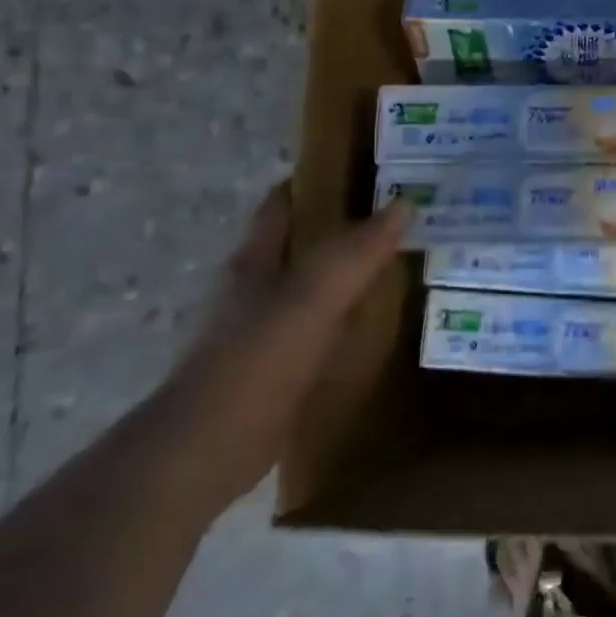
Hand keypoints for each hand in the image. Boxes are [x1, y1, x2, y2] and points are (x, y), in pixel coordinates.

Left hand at [163, 183, 408, 500]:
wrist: (209, 447)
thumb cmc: (257, 358)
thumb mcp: (314, 295)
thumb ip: (359, 251)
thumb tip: (406, 203)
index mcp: (257, 258)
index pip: (284, 202)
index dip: (318, 179)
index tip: (366, 169)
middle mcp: (256, 286)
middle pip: (301, 241)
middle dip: (343, 225)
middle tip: (399, 215)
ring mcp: (264, 329)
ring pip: (313, 285)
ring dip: (348, 272)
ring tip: (400, 263)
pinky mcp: (276, 367)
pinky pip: (320, 327)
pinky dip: (347, 317)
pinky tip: (379, 324)